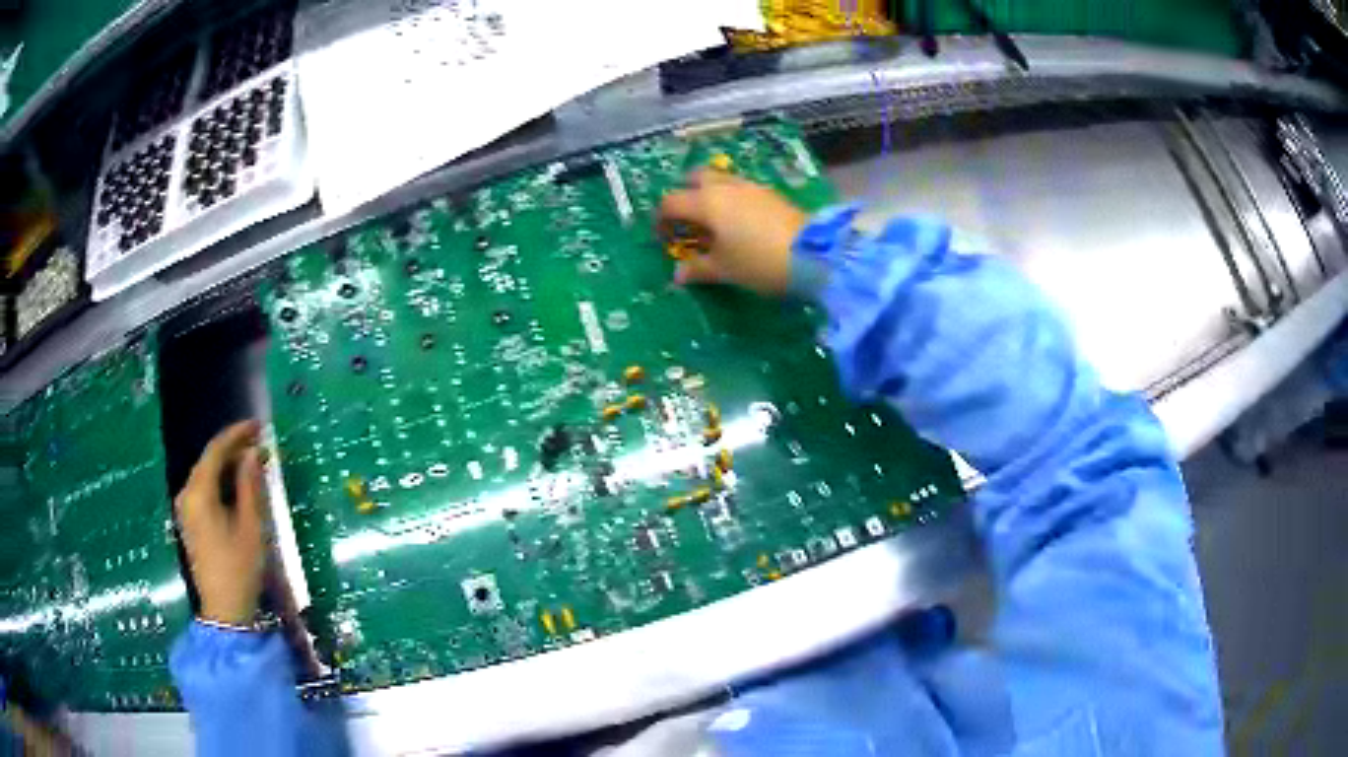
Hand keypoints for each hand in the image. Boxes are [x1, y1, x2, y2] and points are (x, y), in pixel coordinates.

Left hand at [175, 420, 267, 625]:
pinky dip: (221, 482)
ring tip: (254, 462)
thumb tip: (253, 453)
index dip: (237, 434)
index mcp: (199, 492)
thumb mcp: (251, 527)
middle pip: (209, 461)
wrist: (224, 611)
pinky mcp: (190, 522)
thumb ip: (250, 485)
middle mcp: (187, 494)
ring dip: (229, 466)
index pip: (216, 450)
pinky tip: (238, 485)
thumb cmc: (240, 568)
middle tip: (261, 444)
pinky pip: (204, 489)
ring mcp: (185, 509)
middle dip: (234, 449)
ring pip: (207, 475)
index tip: (259, 426)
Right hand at [657, 169, 808, 295]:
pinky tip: (740, 224)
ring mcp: (751, 187)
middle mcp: (726, 187)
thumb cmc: (759, 262)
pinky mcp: (771, 194)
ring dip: (710, 195)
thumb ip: (698, 269)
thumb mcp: (725, 270)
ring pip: (721, 180)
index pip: (671, 202)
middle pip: (695, 178)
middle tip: (687, 220)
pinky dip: (732, 200)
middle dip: (686, 195)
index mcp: (707, 202)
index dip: (661, 220)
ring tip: (714, 223)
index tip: (663, 239)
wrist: (814, 255)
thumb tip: (678, 275)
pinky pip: (741, 189)